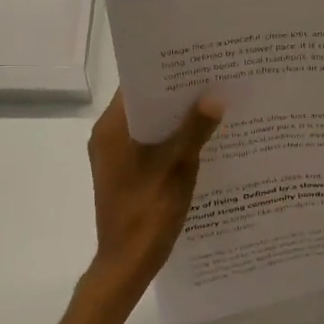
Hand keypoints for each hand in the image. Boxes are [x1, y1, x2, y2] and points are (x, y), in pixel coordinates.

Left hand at [85, 89, 223, 298]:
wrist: (126, 264)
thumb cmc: (147, 214)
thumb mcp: (176, 169)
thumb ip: (194, 131)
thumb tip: (214, 97)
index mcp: (111, 129)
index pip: (136, 86)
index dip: (164, 71)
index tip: (194, 60)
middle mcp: (108, 136)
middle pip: (144, 104)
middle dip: (176, 94)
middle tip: (212, 79)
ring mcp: (115, 156)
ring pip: (148, 125)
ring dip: (175, 118)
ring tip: (213, 103)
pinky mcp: (125, 172)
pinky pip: (149, 144)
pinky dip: (170, 139)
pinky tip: (201, 138)